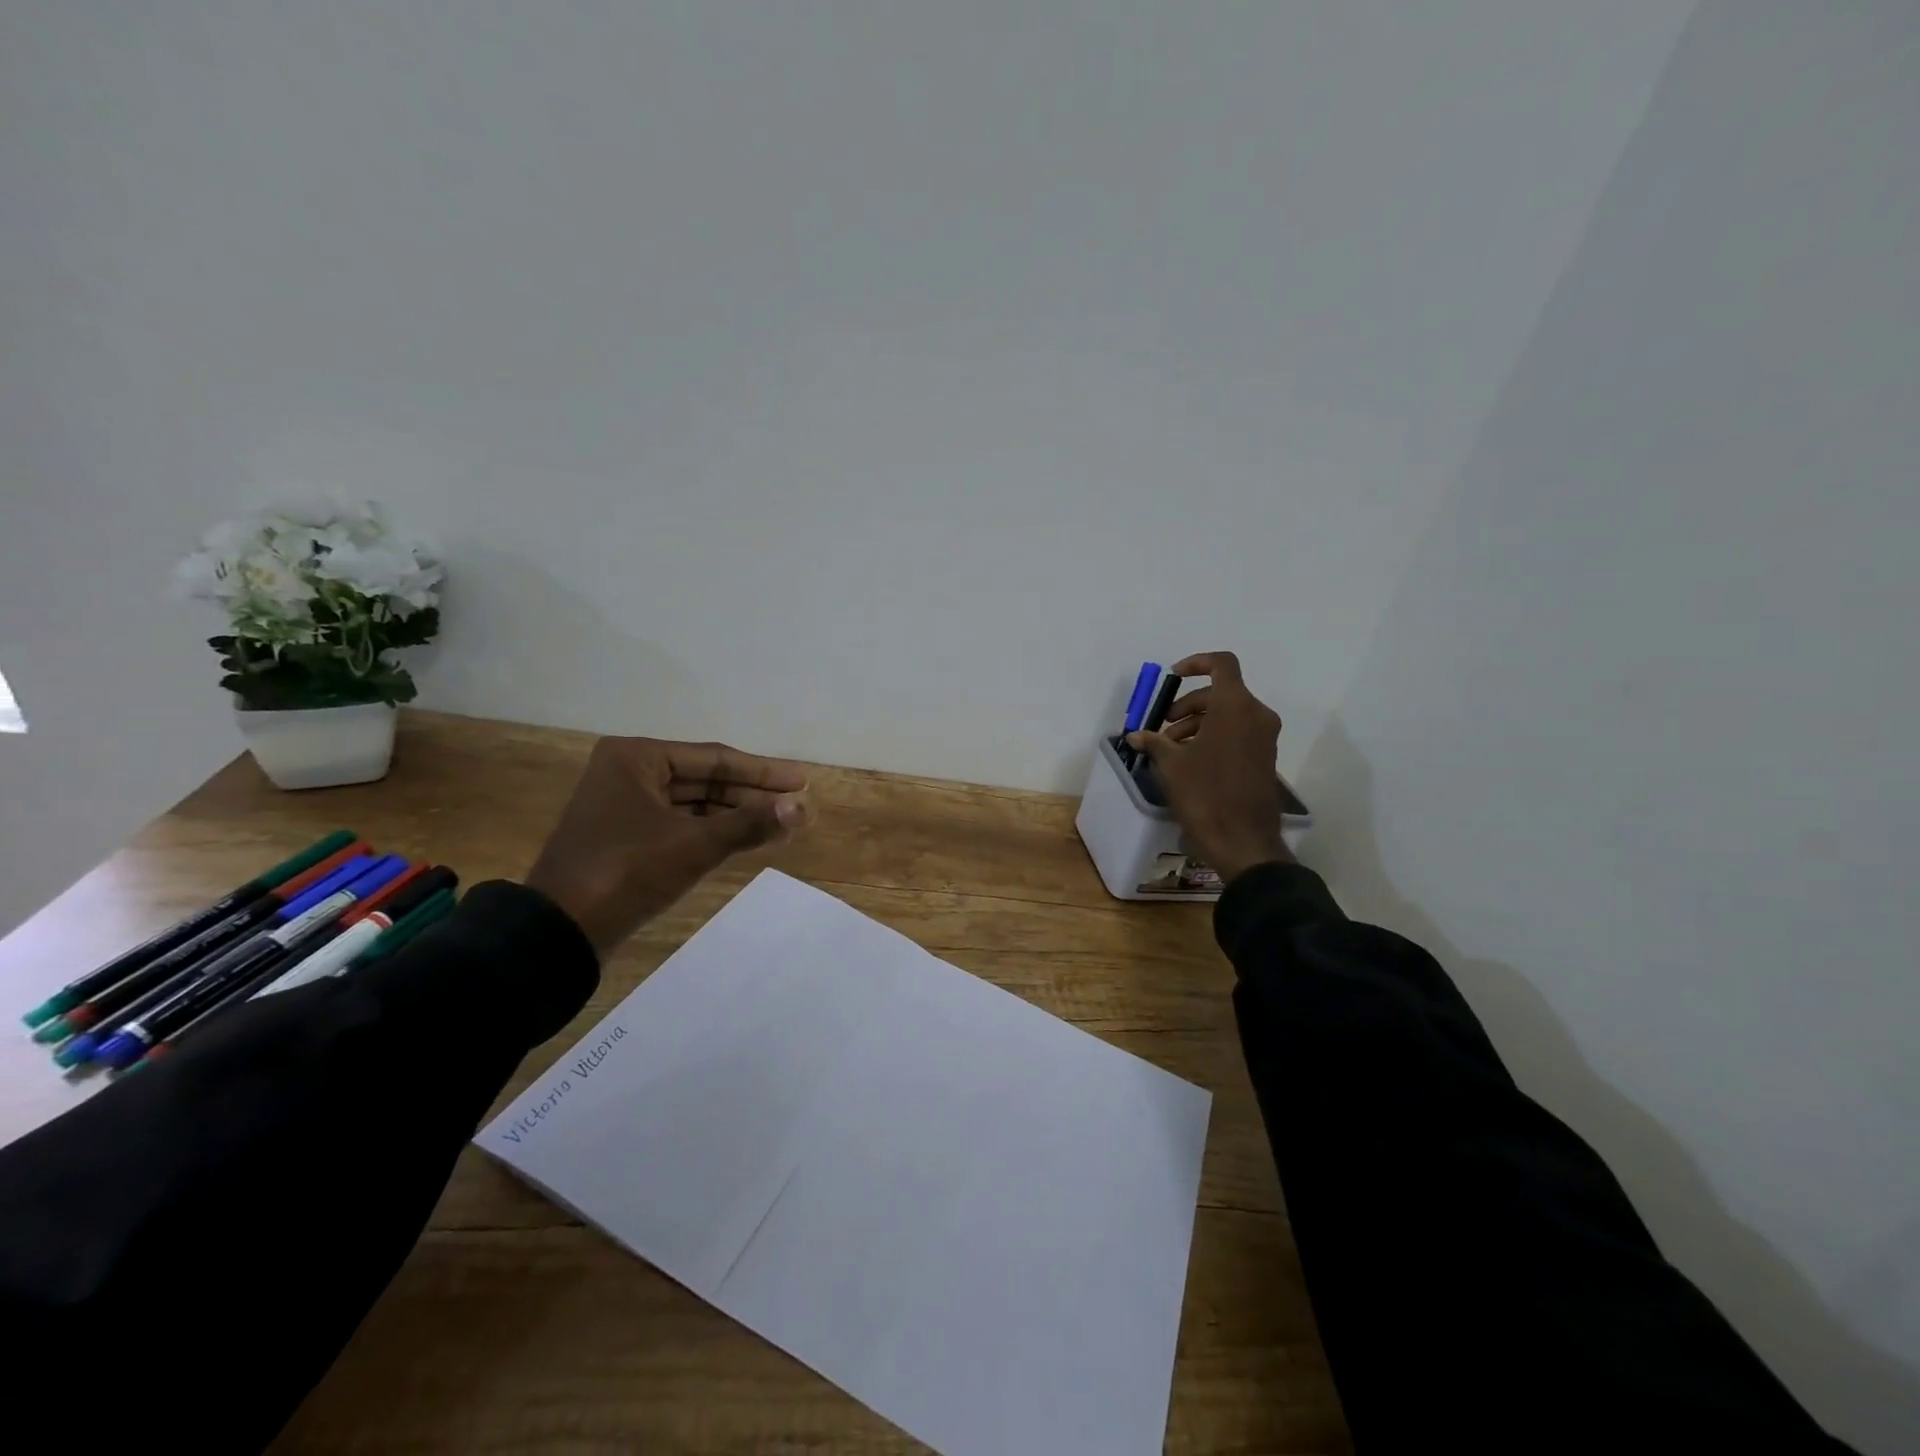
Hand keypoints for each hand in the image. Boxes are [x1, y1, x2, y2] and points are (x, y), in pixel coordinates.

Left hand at [526, 737, 812, 956]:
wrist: (558, 932)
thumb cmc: (626, 872)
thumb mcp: (694, 845)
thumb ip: (750, 823)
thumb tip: (803, 807)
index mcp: (637, 758)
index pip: (715, 759)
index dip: (763, 772)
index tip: (802, 782)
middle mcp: (628, 772)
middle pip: (705, 779)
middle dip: (752, 795)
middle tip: (797, 805)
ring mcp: (624, 806)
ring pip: (694, 804)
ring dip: (736, 815)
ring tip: (782, 824)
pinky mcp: (625, 837)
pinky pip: (680, 824)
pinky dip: (713, 831)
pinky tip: (746, 839)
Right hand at [1129, 651, 1292, 883]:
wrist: (1243, 840)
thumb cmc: (1205, 794)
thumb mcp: (1172, 765)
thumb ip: (1154, 742)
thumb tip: (1136, 736)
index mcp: (1235, 706)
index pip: (1222, 664)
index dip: (1196, 663)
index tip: (1173, 677)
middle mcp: (1256, 715)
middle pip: (1221, 691)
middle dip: (1189, 704)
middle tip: (1164, 727)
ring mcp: (1264, 737)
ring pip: (1229, 712)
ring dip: (1198, 721)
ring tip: (1172, 747)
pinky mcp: (1265, 756)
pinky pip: (1238, 731)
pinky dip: (1214, 735)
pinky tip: (1191, 760)